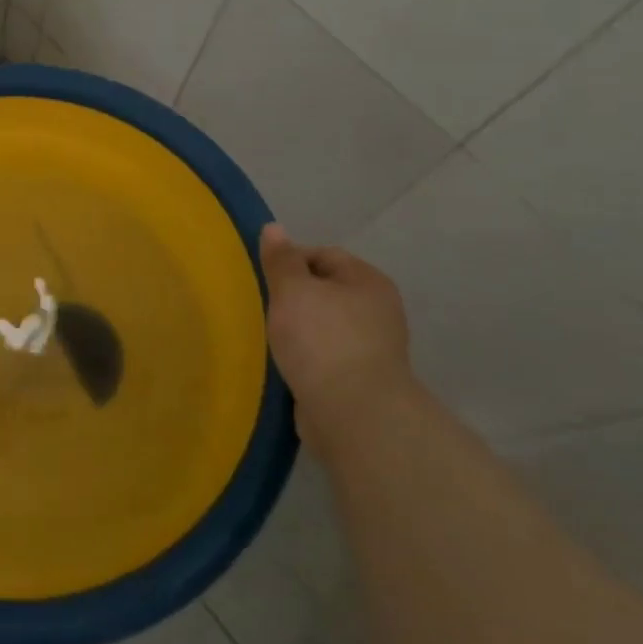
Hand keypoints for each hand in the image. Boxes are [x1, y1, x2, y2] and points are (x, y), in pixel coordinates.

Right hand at [259, 224, 415, 454]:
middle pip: (325, 291)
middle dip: (293, 298)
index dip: (291, 261)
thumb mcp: (292, 290)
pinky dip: (306, 358)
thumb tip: (274, 228)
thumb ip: (281, 259)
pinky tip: (285, 365)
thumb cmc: (322, 340)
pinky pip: (325, 357)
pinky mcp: (360, 381)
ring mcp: (372, 348)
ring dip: (298, 331)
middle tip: (265, 308)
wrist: (354, 415)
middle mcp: (378, 311)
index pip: (324, 255)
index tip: (264, 280)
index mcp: (369, 282)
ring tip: (270, 338)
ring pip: (323, 326)